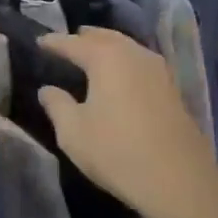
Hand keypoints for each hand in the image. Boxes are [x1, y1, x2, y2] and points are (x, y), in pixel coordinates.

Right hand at [34, 29, 217, 217]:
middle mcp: (134, 55)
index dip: (55, 42)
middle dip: (85, 38)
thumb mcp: (73, 132)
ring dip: (108, 47)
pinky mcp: (172, 88)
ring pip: (127, 47)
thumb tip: (47, 89)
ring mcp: (158, 70)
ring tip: (92, 53)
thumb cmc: (116, 151)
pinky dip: (125, 61)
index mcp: (107, 59)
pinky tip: (120, 74)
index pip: (74, 43)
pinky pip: (141, 63)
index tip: (40, 41)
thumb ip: (57, 105)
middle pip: (106, 38)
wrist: (177, 179)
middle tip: (68, 41)